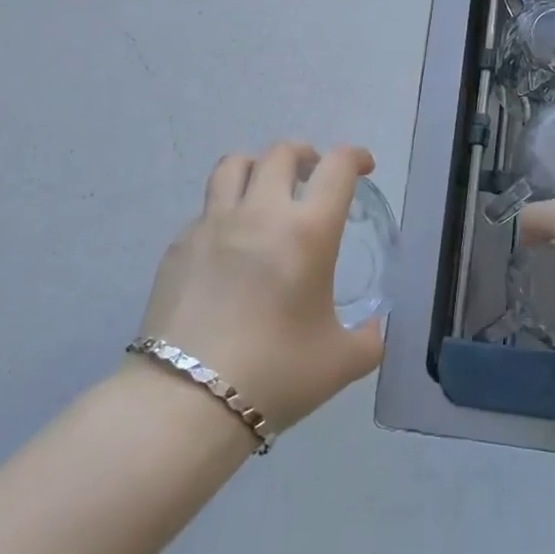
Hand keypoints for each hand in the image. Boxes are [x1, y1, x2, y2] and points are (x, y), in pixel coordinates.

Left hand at [134, 143, 383, 429]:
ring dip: (259, 166)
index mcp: (307, 232)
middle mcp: (260, 213)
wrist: (186, 401)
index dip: (356, 156)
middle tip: (314, 175)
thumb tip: (375, 328)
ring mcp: (213, 224)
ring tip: (267, 189)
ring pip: (234, 164)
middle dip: (306, 154)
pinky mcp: (179, 245)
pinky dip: (227, 210)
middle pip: (282, 152)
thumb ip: (370, 339)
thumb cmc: (275, 375)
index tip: (364, 167)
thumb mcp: (341, 362)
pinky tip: (231, 245)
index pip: (337, 167)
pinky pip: (207, 208)